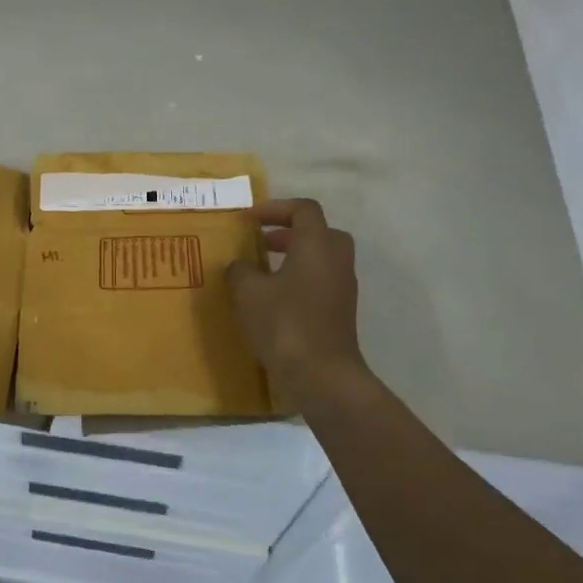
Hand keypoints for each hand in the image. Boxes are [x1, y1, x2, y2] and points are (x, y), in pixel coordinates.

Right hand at [226, 198, 369, 401]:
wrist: (322, 375)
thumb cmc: (285, 323)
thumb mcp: (248, 292)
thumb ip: (240, 271)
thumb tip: (240, 266)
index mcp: (317, 245)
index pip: (303, 209)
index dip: (276, 208)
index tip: (250, 220)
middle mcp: (336, 260)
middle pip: (318, 231)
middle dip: (289, 232)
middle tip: (262, 242)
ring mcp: (343, 287)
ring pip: (321, 258)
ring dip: (294, 257)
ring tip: (263, 272)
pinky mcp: (341, 311)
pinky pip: (321, 281)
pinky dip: (300, 279)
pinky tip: (275, 299)